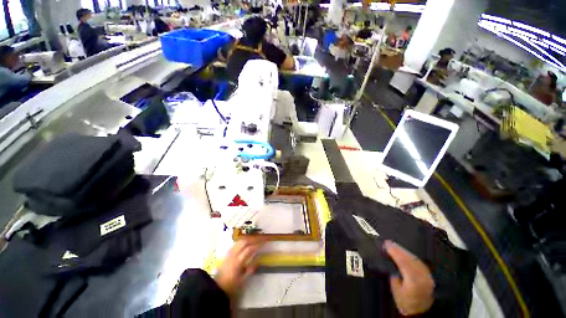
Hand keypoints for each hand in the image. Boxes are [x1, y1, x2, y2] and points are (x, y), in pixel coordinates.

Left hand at [214, 238, 264, 296]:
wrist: (217, 289)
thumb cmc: (231, 286)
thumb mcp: (243, 280)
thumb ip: (251, 268)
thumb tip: (258, 258)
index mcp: (238, 262)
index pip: (249, 249)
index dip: (257, 245)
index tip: (264, 243)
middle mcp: (233, 255)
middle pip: (244, 242)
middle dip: (253, 239)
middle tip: (260, 239)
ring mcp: (229, 254)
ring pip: (239, 241)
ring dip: (248, 239)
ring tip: (254, 240)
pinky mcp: (227, 254)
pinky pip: (236, 244)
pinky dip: (242, 242)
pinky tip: (245, 243)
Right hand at [385, 240, 434, 315]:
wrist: (419, 313)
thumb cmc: (405, 303)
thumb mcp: (396, 290)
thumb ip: (395, 276)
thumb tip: (393, 265)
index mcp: (413, 281)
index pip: (403, 262)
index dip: (394, 252)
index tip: (387, 244)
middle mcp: (422, 277)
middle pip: (410, 259)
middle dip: (399, 250)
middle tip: (389, 243)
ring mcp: (427, 277)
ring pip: (415, 260)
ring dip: (405, 252)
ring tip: (395, 246)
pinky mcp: (429, 277)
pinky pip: (419, 263)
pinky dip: (411, 257)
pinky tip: (406, 254)